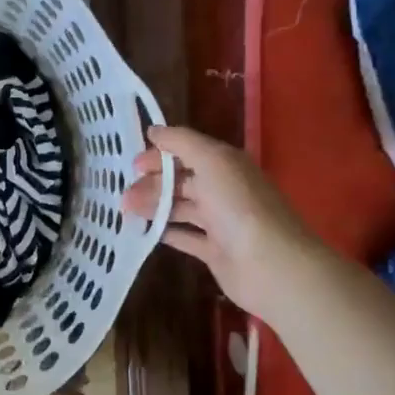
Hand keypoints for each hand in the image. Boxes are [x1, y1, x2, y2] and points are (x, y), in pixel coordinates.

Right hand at [121, 125, 319, 315]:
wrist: (270, 264)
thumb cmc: (238, 206)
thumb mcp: (211, 160)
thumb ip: (182, 142)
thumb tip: (154, 130)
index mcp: (225, 165)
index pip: (187, 152)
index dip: (160, 155)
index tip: (132, 165)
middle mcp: (224, 189)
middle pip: (181, 181)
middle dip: (152, 183)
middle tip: (123, 194)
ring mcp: (220, 221)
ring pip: (180, 208)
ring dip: (153, 206)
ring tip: (126, 212)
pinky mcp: (215, 250)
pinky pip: (185, 237)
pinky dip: (165, 232)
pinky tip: (143, 232)